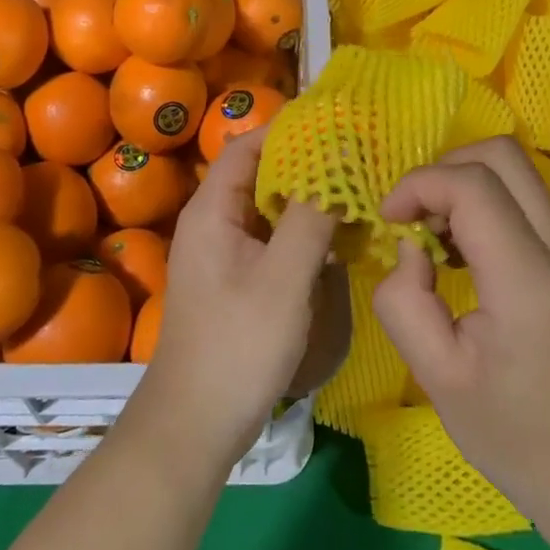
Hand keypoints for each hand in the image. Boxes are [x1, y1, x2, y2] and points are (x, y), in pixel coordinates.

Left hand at [132, 128, 338, 473]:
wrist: (194, 425)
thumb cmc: (237, 346)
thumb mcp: (283, 279)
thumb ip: (311, 218)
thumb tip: (337, 162)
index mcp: (212, 210)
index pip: (248, 145)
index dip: (288, 129)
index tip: (336, 124)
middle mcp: (212, 221)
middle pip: (258, 173)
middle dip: (305, 163)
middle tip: (355, 157)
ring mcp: (222, 251)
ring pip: (267, 206)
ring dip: (306, 198)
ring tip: (354, 190)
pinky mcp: (235, 278)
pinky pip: (270, 237)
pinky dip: (300, 229)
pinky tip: (335, 238)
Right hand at [372, 138, 549, 528]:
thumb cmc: (520, 439)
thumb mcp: (438, 380)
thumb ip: (404, 302)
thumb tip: (410, 248)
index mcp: (529, 282)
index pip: (473, 185)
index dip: (419, 184)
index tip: (389, 219)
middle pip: (503, 154)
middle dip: (444, 168)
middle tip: (414, 216)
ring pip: (519, 171)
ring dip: (466, 183)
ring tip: (437, 237)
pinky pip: (528, 201)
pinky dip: (488, 204)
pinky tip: (468, 255)